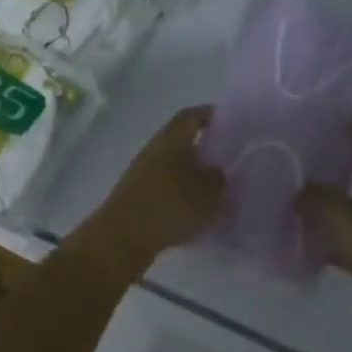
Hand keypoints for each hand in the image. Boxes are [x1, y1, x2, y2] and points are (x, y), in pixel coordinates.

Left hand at [79, 106, 226, 271]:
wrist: (123, 236)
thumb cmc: (171, 205)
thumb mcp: (208, 192)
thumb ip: (219, 179)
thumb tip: (218, 172)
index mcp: (172, 138)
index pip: (192, 116)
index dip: (209, 115)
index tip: (228, 122)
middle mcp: (154, 149)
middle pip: (180, 140)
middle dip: (202, 148)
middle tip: (225, 160)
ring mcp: (140, 172)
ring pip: (171, 165)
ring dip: (190, 173)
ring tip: (212, 190)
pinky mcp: (135, 195)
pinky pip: (163, 186)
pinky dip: (178, 193)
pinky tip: (192, 211)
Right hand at [297, 116, 351, 324]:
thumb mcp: (343, 214)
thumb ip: (317, 198)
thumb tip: (300, 192)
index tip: (349, 115)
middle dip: (342, 163)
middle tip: (311, 150)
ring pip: (351, 209)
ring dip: (330, 202)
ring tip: (297, 192)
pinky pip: (345, 241)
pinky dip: (327, 239)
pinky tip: (303, 241)